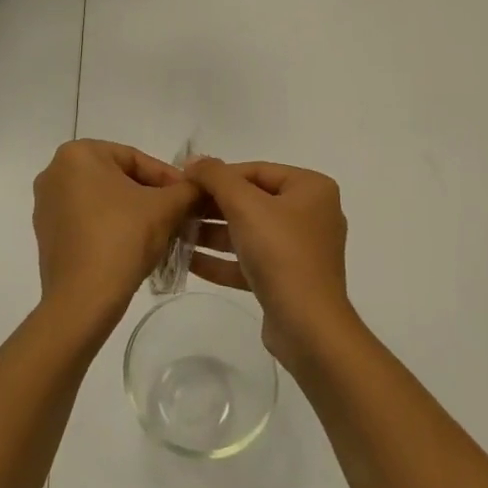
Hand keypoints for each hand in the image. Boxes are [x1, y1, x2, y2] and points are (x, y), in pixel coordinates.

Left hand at [32, 140, 197, 339]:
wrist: (83, 301)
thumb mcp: (165, 208)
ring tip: (161, 230)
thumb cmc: (122, 239)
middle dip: (150, 195)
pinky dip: (111, 227)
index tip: (189, 197)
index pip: (135, 159)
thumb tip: (202, 184)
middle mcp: (55, 171)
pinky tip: (133, 246)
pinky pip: (86, 220)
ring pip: (103, 199)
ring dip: (132, 211)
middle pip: (118, 177)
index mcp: (78, 154)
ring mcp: (46, 204)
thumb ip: (188, 189)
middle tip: (178, 213)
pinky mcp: (46, 234)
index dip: (168, 178)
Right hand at [184, 158, 355, 367]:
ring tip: (176, 234)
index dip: (218, 175)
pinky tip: (189, 260)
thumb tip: (194, 159)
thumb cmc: (280, 253)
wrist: (308, 328)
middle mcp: (311, 213)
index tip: (185, 182)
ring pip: (249, 232)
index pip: (256, 171)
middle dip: (213, 206)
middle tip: (178, 209)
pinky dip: (223, 259)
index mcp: (311, 188)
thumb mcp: (244, 205)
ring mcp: (301, 249)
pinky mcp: (288, 279)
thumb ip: (216, 177)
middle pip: (252, 201)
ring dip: (213, 233)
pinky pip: (251, 260)